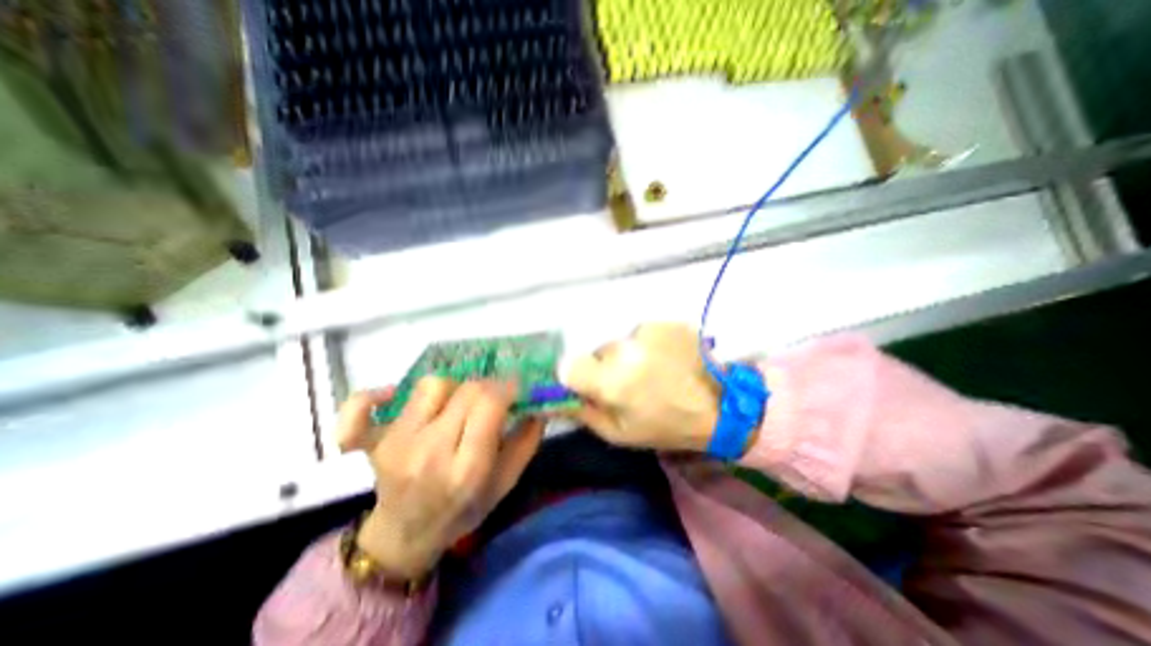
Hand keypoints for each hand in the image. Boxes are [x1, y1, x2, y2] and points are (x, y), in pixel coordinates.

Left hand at [339, 377, 545, 579]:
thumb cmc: (462, 510)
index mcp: (466, 469)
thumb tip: (538, 404)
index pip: (489, 403)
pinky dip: (371, 397)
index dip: (507, 386)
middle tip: (494, 394)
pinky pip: (358, 409)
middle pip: (465, 390)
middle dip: (488, 385)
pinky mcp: (370, 443)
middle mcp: (429, 452)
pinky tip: (391, 396)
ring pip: (431, 385)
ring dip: (453, 387)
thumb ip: (527, 442)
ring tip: (457, 403)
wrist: (406, 535)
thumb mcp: (505, 484)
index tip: (516, 387)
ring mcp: (395, 445)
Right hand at [561, 326, 715, 451]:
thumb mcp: (618, 432)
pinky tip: (667, 360)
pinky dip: (648, 346)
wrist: (721, 406)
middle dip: (606, 368)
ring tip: (653, 372)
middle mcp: (625, 347)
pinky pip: (643, 334)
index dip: (576, 377)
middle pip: (598, 352)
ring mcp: (648, 331)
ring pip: (621, 342)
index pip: (568, 365)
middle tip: (630, 384)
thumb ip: (582, 411)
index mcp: (611, 380)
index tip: (591, 387)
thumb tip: (553, 397)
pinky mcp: (665, 323)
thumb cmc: (665, 426)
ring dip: (628, 356)